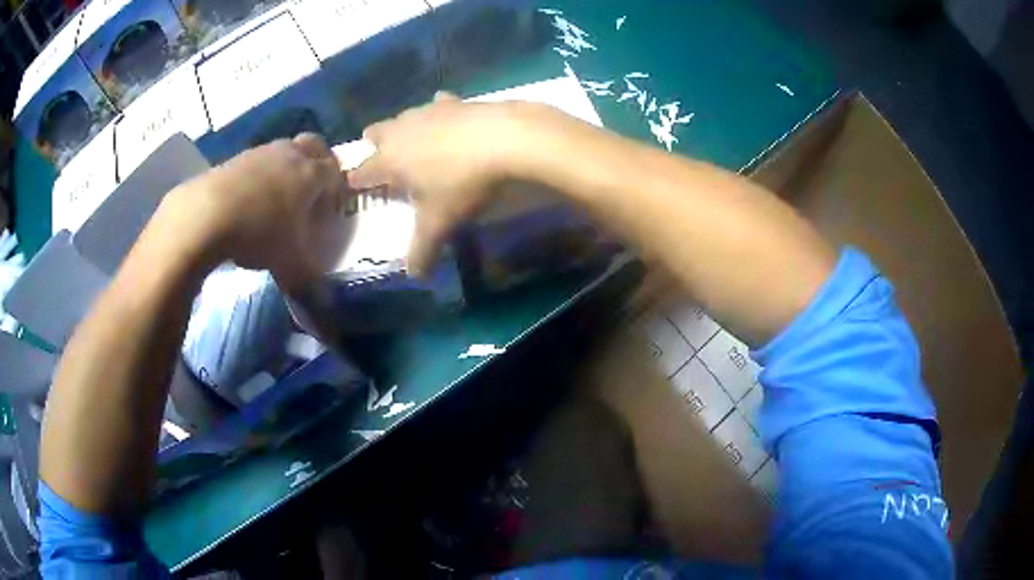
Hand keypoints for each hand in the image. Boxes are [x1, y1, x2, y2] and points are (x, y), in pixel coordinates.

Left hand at [160, 133, 349, 289]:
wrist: (205, 214)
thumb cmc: (258, 234)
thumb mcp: (290, 266)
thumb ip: (311, 286)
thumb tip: (328, 315)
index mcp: (311, 175)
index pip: (336, 174)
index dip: (338, 191)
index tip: (332, 211)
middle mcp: (290, 155)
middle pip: (315, 146)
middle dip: (319, 163)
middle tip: (312, 190)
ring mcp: (262, 152)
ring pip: (285, 150)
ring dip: (287, 168)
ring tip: (277, 199)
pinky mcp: (236, 157)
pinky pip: (258, 161)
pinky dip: (261, 175)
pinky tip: (250, 200)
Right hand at [349, 93, 539, 274]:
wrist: (506, 139)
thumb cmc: (462, 183)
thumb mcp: (441, 223)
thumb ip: (423, 250)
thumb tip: (415, 276)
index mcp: (389, 160)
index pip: (361, 171)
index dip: (355, 180)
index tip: (353, 186)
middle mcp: (401, 131)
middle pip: (375, 132)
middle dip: (374, 146)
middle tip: (383, 161)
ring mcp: (427, 111)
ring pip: (403, 117)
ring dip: (404, 129)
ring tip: (416, 144)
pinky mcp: (456, 101)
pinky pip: (438, 105)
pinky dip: (439, 114)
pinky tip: (450, 121)